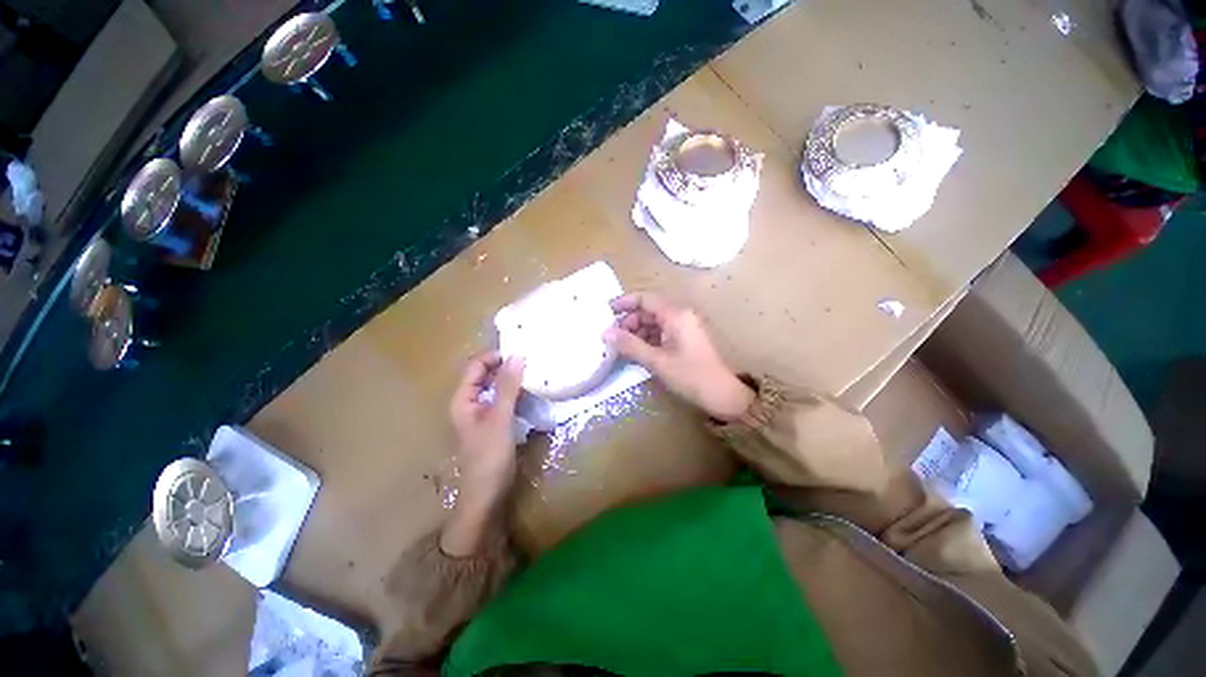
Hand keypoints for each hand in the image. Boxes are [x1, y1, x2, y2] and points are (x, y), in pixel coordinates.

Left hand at [442, 351, 524, 555]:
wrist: (487, 496)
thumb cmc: (489, 457)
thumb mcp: (500, 419)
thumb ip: (508, 387)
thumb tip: (518, 355)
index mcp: (463, 399)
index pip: (477, 366)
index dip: (496, 356)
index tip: (522, 353)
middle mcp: (471, 402)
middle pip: (487, 374)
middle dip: (507, 366)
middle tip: (533, 361)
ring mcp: (484, 413)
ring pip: (498, 387)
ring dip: (514, 380)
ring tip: (536, 373)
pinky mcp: (496, 423)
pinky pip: (506, 400)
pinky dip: (518, 393)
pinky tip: (533, 393)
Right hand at [604, 293, 753, 422]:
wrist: (723, 395)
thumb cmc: (691, 376)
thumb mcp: (657, 361)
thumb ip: (630, 345)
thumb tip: (605, 333)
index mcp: (676, 314)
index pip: (645, 299)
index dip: (624, 303)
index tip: (606, 311)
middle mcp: (680, 315)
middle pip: (648, 310)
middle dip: (629, 321)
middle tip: (612, 338)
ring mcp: (684, 327)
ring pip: (654, 322)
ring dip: (637, 332)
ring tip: (621, 347)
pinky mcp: (685, 339)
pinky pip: (661, 333)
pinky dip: (647, 340)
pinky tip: (636, 351)